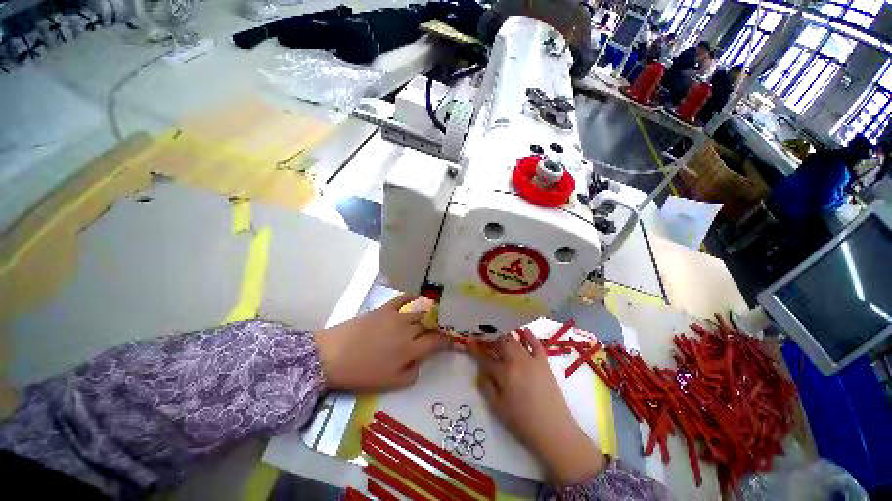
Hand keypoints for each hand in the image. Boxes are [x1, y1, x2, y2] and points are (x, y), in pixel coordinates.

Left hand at [314, 295, 448, 392]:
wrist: (332, 356)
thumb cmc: (361, 374)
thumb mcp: (390, 384)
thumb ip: (412, 373)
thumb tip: (420, 362)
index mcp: (410, 350)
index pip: (436, 341)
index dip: (447, 340)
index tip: (452, 340)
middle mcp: (408, 330)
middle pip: (429, 325)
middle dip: (438, 327)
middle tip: (442, 329)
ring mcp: (396, 316)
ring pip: (420, 312)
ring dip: (428, 314)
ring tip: (433, 315)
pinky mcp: (384, 309)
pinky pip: (402, 299)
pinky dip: (412, 297)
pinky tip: (417, 297)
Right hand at [473, 330, 607, 485]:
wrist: (554, 430)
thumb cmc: (522, 422)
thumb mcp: (497, 408)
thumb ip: (486, 386)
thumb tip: (480, 370)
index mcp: (503, 373)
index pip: (485, 357)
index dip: (475, 350)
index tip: (469, 342)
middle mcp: (516, 360)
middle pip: (500, 343)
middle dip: (490, 340)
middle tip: (485, 341)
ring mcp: (531, 359)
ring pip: (515, 340)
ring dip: (505, 336)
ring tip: (499, 335)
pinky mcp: (543, 362)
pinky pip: (536, 343)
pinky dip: (529, 335)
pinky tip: (523, 330)